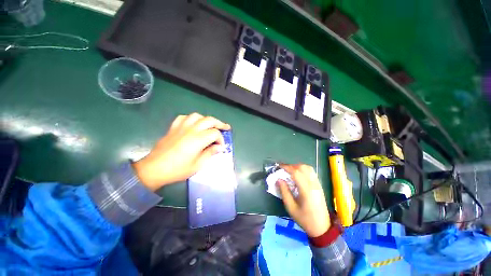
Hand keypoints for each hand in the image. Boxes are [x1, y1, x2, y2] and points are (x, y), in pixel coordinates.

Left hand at [133, 113, 230, 190]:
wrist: (154, 169)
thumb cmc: (178, 169)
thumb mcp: (198, 164)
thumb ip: (210, 153)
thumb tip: (219, 147)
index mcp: (198, 139)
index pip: (215, 133)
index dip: (221, 139)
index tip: (220, 147)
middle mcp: (191, 129)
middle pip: (209, 120)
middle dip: (219, 124)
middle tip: (225, 128)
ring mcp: (181, 127)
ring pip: (197, 116)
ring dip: (206, 119)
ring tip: (210, 125)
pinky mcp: (173, 128)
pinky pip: (184, 117)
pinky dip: (191, 119)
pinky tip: (193, 124)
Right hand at [277, 164, 330, 237]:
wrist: (322, 228)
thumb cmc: (305, 219)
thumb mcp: (291, 207)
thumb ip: (284, 192)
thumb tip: (278, 179)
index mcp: (306, 190)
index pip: (296, 173)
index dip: (286, 167)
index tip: (279, 167)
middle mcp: (313, 184)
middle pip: (303, 167)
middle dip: (291, 166)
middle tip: (283, 170)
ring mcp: (318, 184)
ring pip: (308, 168)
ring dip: (298, 166)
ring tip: (290, 171)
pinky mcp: (319, 185)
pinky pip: (311, 172)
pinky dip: (303, 169)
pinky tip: (298, 175)